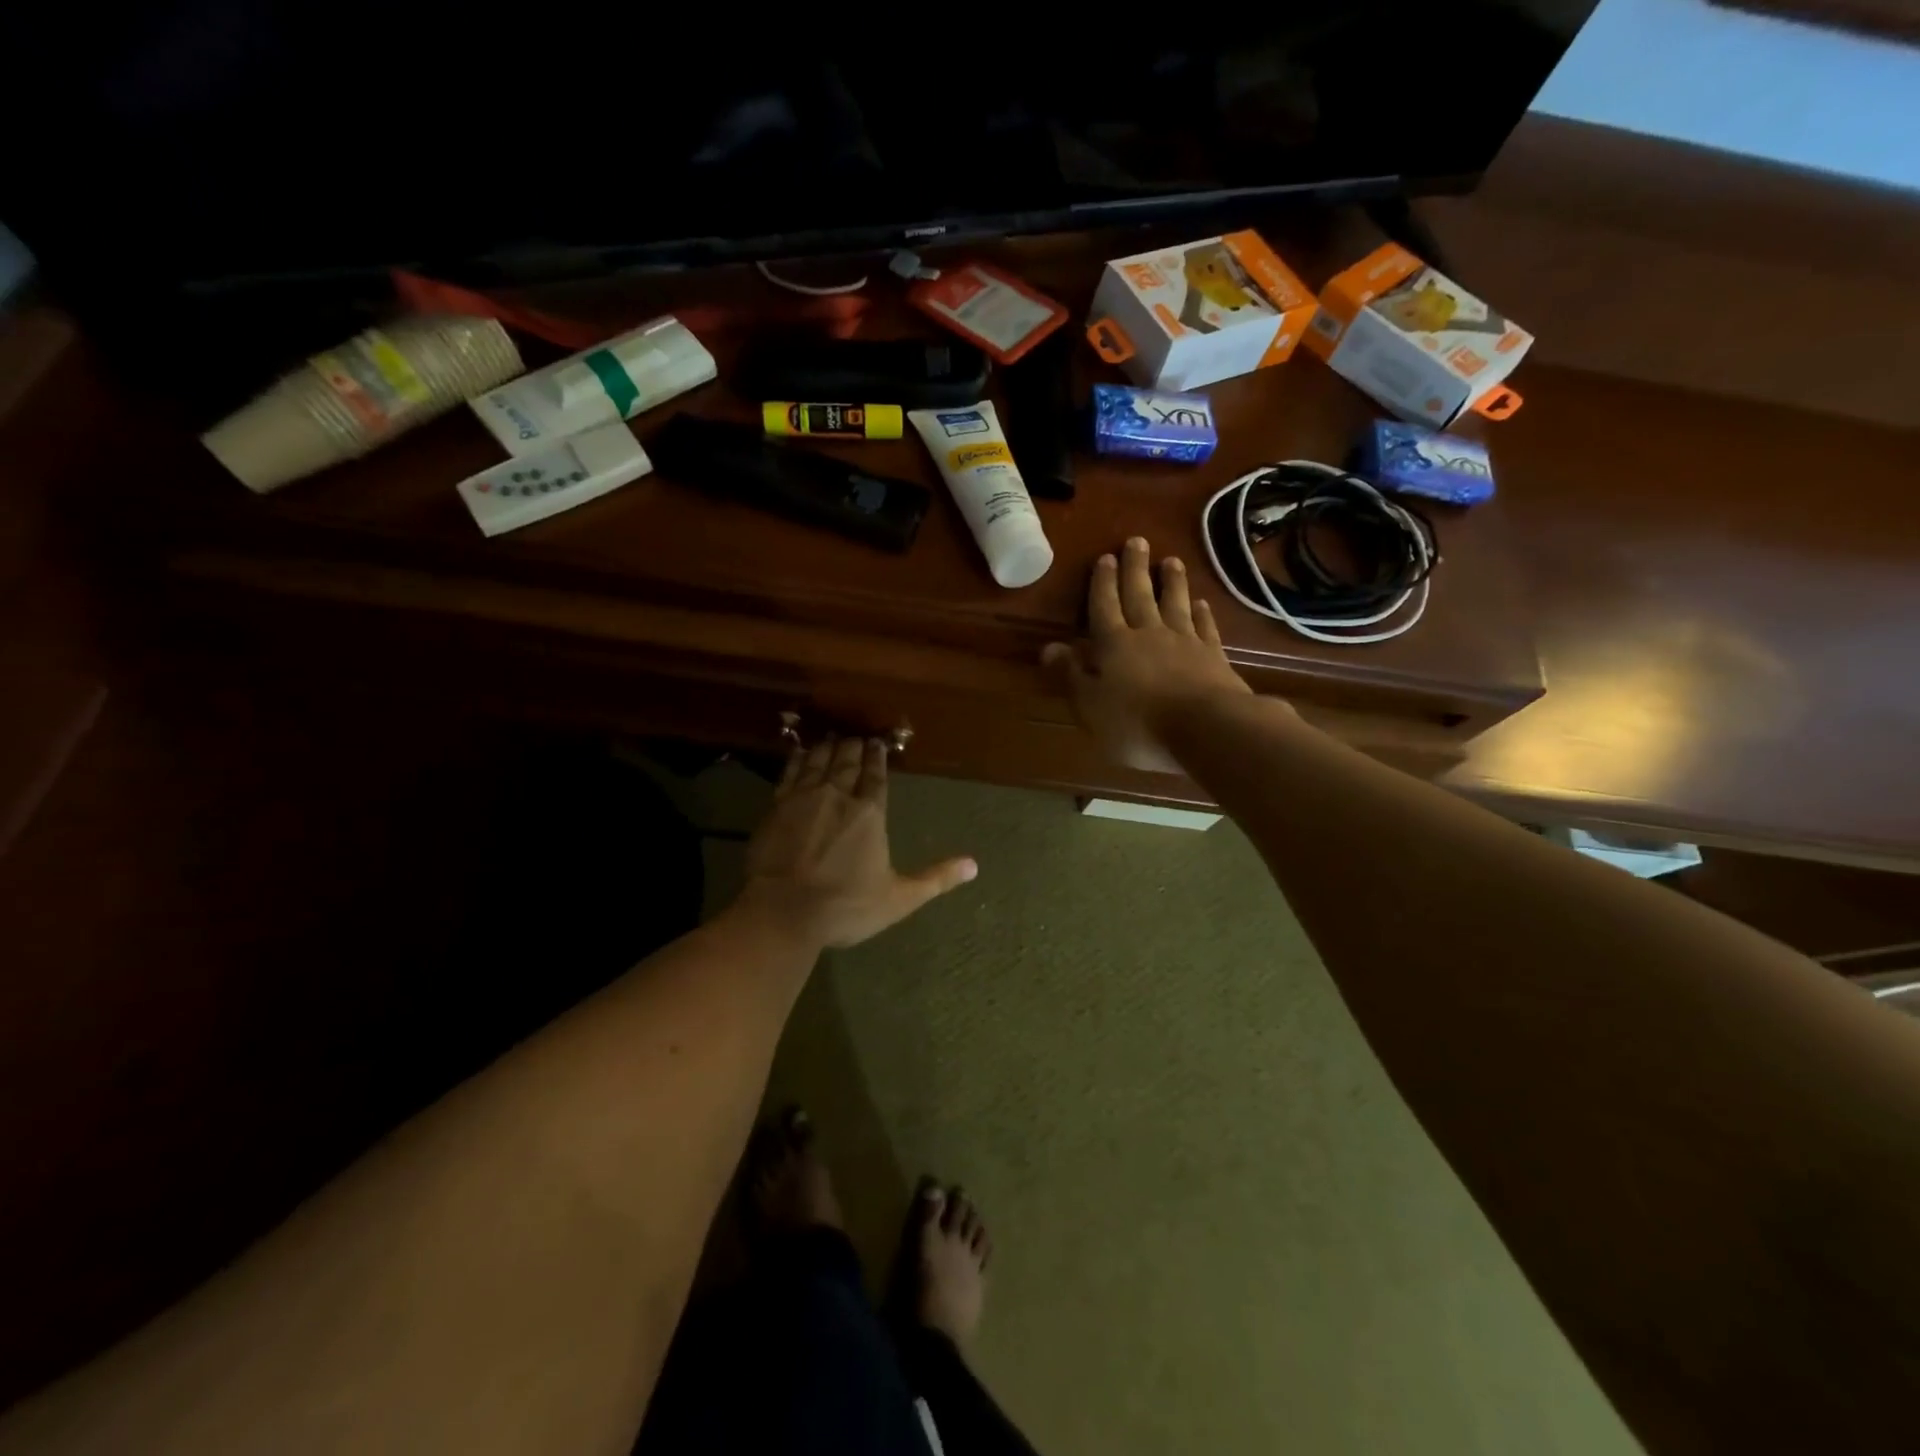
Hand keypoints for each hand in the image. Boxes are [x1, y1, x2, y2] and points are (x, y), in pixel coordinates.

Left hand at [737, 736, 977, 951]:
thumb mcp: (899, 898)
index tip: (878, 742)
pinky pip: (789, 772)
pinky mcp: (775, 806)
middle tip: (857, 737)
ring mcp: (804, 798)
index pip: (876, 776)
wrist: (782, 913)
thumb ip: (936, 878)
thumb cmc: (846, 906)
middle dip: (854, 746)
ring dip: (828, 747)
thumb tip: (974, 865)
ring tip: (833, 737)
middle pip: (847, 761)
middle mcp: (838, 796)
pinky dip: (798, 758)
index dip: (878, 757)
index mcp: (869, 813)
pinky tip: (801, 753)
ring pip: (819, 760)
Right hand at [1042, 537, 1260, 772]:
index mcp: (1115, 645)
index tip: (1104, 557)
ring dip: (1172, 582)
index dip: (1102, 583)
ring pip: (1175, 604)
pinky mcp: (1213, 656)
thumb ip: (1071, 675)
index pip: (1104, 606)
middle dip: (1135, 569)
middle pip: (1140, 595)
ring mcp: (1185, 642)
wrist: (1206, 727)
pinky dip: (1202, 614)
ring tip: (1171, 560)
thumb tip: (1049, 647)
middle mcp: (1149, 634)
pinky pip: (1205, 627)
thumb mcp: (1091, 706)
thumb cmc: (1138, 723)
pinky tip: (1201, 603)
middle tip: (1137, 541)